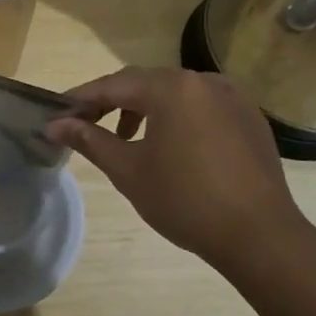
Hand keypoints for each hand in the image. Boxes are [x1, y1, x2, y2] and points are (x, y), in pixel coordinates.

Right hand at [47, 67, 315, 276]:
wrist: (260, 235)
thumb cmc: (185, 200)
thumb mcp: (128, 170)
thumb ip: (90, 140)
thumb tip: (55, 125)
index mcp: (172, 88)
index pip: (113, 85)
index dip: (81, 99)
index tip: (55, 114)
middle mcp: (203, 81)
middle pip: (145, 83)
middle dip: (111, 102)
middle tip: (84, 125)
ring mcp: (232, 97)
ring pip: (175, 93)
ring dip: (144, 109)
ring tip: (125, 139)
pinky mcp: (249, 117)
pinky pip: (202, 106)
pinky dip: (177, 117)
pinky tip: (170, 146)